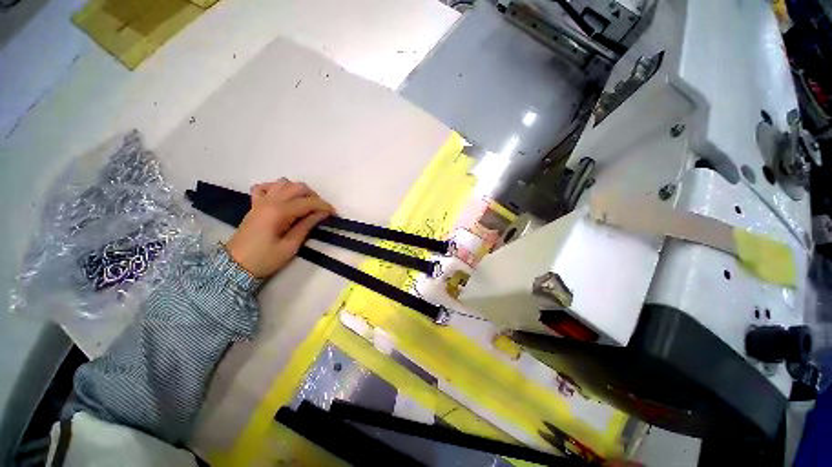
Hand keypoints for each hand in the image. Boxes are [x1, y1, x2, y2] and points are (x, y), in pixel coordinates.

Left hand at [225, 178, 334, 277]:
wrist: (235, 266)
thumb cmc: (265, 259)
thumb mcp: (291, 246)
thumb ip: (306, 226)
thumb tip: (321, 214)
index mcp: (279, 212)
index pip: (308, 202)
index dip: (324, 206)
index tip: (334, 213)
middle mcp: (269, 201)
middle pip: (297, 187)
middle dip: (314, 196)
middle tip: (321, 210)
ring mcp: (260, 201)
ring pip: (283, 183)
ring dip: (298, 190)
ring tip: (305, 204)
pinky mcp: (254, 204)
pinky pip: (265, 187)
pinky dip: (277, 188)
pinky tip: (283, 198)